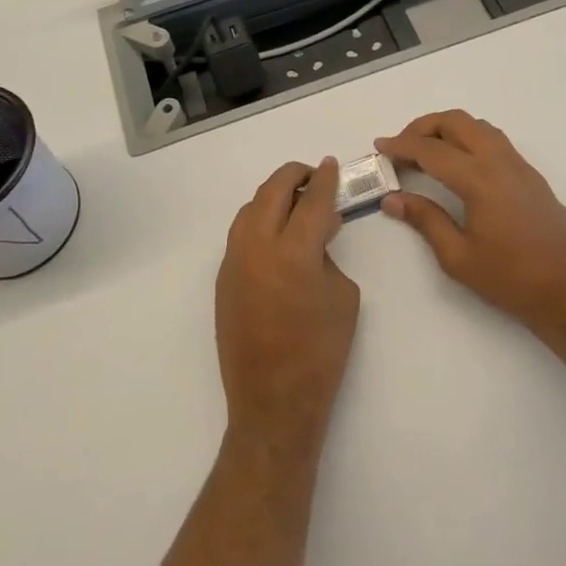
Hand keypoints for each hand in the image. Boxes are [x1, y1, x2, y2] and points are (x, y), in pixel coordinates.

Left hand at [216, 158, 359, 451]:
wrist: (274, 400)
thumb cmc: (321, 352)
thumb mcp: (343, 296)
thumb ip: (328, 254)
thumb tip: (318, 233)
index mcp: (294, 251)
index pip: (313, 200)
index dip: (325, 179)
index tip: (331, 165)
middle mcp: (257, 246)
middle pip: (273, 191)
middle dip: (295, 176)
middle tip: (314, 177)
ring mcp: (234, 261)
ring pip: (251, 208)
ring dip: (274, 196)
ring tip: (295, 203)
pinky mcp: (222, 278)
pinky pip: (240, 234)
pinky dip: (260, 221)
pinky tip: (276, 235)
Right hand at [377, 110, 565, 334]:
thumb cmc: (512, 279)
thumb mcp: (458, 257)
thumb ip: (425, 220)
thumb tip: (392, 199)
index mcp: (479, 179)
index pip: (431, 150)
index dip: (401, 145)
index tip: (380, 147)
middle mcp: (500, 162)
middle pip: (456, 122)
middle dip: (423, 126)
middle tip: (402, 147)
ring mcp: (520, 166)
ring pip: (478, 127)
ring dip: (449, 129)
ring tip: (428, 153)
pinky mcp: (532, 177)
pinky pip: (495, 140)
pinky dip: (469, 139)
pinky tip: (460, 166)